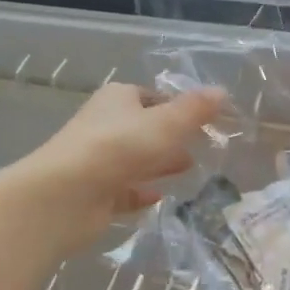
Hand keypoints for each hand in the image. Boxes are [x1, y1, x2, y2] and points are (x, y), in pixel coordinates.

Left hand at [10, 82, 226, 254]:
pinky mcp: (94, 192)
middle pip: (144, 128)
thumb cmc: (120, 147)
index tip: (204, 120)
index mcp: (117, 99)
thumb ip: (196, 110)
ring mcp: (97, 160)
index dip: (178, 107)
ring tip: (190, 169)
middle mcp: (104, 125)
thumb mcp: (167, 123)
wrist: (67, 195)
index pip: (152, 97)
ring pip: (135, 159)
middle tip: (202, 146)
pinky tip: (159, 198)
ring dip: (159, 164)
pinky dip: (141, 192)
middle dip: (171, 137)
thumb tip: (222, 91)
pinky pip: (123, 190)